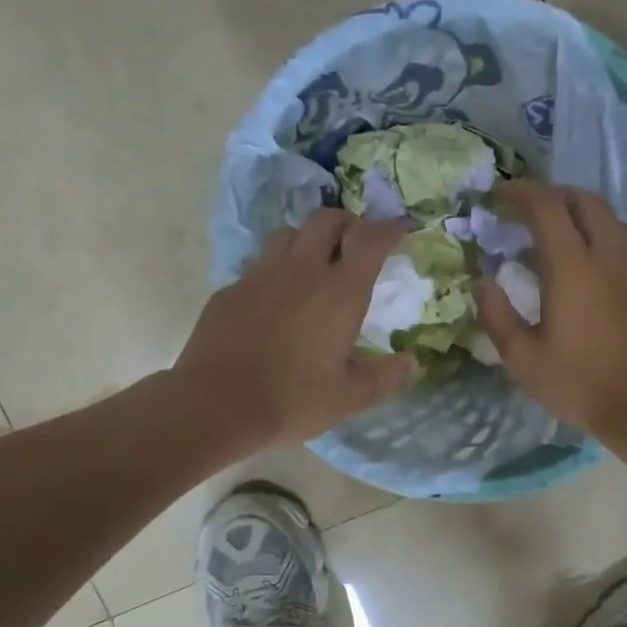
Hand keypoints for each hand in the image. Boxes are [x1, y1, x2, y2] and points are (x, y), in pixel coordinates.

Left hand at [174, 209, 413, 451]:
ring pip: (288, 234)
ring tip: (315, 264)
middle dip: (348, 223)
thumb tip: (411, 361)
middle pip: (327, 220)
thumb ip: (385, 377)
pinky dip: (276, 271)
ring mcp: (260, 276)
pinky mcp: (230, 290)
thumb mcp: (349, 397)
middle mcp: (301, 270)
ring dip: (309, 240)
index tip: (400, 229)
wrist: (215, 406)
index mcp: (339, 292)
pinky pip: (259, 265)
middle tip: (357, 244)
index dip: (389, 228)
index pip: (370, 239)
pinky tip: (275, 299)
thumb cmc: (292, 401)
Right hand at [477, 181, 626, 436]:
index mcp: (573, 266)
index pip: (546, 205)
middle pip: (583, 199)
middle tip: (524, 212)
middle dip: (550, 195)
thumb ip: (497, 315)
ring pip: (608, 216)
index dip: (519, 192)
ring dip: (578, 213)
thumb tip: (484, 282)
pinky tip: (586, 263)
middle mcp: (609, 253)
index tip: (497, 196)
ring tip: (554, 234)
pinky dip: (598, 233)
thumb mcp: (523, 359)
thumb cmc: (581, 385)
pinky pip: (623, 238)